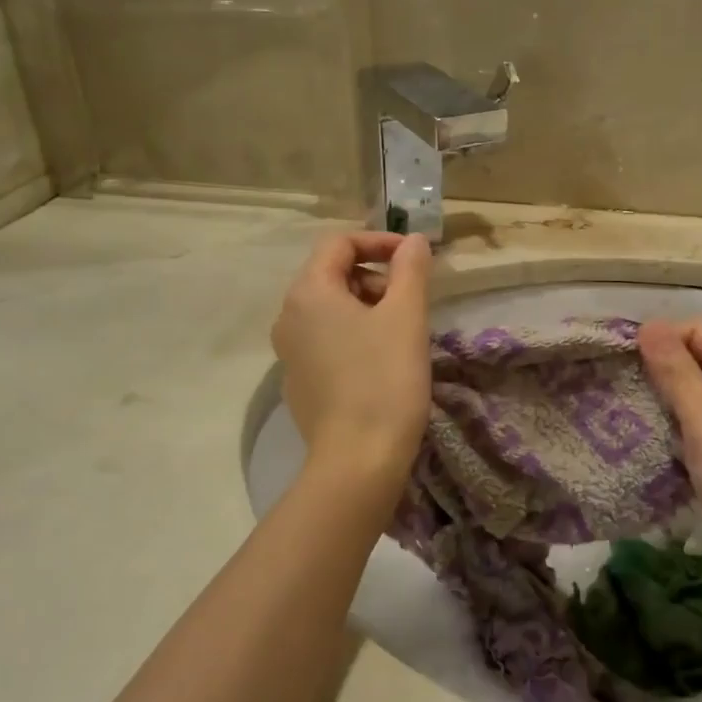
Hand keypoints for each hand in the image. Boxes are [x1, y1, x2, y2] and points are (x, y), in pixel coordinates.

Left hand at [272, 231, 432, 483]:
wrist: (357, 461)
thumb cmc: (384, 380)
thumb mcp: (406, 317)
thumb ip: (410, 269)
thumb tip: (412, 241)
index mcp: (308, 292)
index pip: (339, 243)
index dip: (379, 242)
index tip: (413, 258)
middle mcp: (288, 317)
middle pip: (332, 274)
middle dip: (375, 277)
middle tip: (410, 302)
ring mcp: (288, 352)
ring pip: (330, 310)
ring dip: (367, 307)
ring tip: (401, 333)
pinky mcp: (297, 382)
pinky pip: (325, 340)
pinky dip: (353, 335)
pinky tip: (380, 363)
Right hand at [639, 318, 701, 587]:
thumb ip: (675, 370)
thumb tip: (649, 324)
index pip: (698, 331)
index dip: (661, 339)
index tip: (622, 360)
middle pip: (698, 362)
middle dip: (658, 372)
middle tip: (617, 388)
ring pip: (697, 398)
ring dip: (665, 404)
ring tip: (626, 415)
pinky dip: (678, 431)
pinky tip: (652, 444)